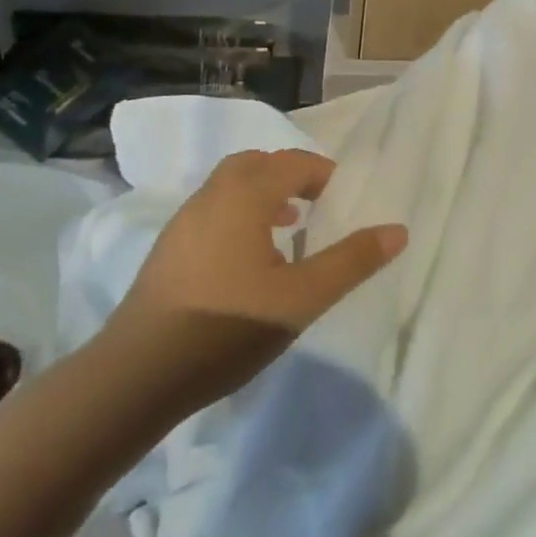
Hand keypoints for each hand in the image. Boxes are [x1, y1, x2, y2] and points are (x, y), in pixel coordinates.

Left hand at [113, 149, 407, 409]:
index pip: (290, 163)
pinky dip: (238, 214)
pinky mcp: (167, 249)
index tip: (341, 196)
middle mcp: (210, 196)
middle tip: (314, 203)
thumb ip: (351, 261)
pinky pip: (212, 210)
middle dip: (288, 174)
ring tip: (287, 227)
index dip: (321, 172)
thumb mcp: (302, 298)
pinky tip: (247, 260)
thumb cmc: (228, 327)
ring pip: (228, 186)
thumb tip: (397, 230)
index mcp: (244, 196)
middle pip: (254, 164)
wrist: (138, 374)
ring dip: (261, 193)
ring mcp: (183, 222)